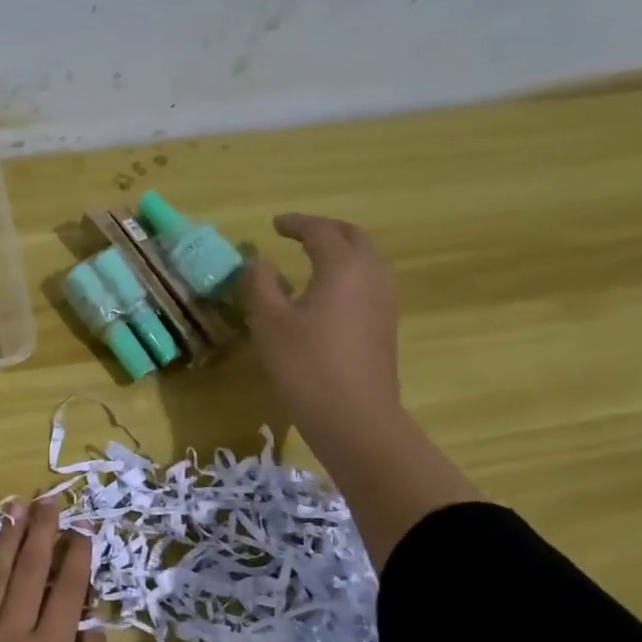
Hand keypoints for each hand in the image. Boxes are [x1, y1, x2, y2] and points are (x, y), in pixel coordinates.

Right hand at [240, 213, 476, 564]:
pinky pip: (368, 283)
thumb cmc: (306, 366)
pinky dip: (347, 274)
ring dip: (340, 251)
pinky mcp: (385, 326)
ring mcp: (384, 301)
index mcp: (342, 266)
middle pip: (352, 237)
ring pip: (365, 260)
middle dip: (324, 230)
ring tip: (312, 260)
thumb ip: (259, 285)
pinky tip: (327, 295)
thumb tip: (256, 262)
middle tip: (297, 234)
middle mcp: (370, 275)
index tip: (274, 224)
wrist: (355, 418)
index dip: (296, 223)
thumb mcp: (269, 323)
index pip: (320, 230)